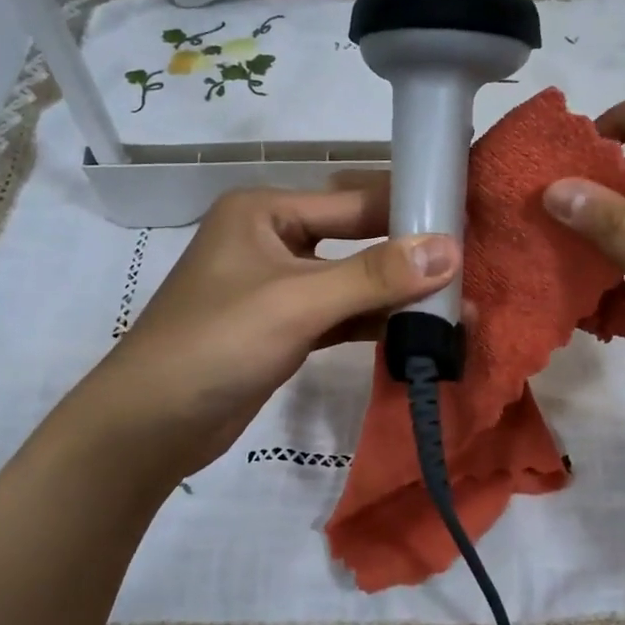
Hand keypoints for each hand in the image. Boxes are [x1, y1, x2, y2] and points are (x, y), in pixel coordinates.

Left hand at [66, 185, 457, 487]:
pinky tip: (419, 333)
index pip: (354, 200)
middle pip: (357, 238)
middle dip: (411, 256)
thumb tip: (451, 249)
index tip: (470, 219)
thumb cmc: (216, 344)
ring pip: (353, 280)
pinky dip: (376, 322)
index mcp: (266, 210)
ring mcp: (279, 285)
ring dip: (399, 296)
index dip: (411, 209)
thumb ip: (374, 276)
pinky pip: (341, 314)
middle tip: (473, 267)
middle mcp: (274, 238)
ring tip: (460, 309)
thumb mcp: (297, 302)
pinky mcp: (285, 327)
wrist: (150, 425)